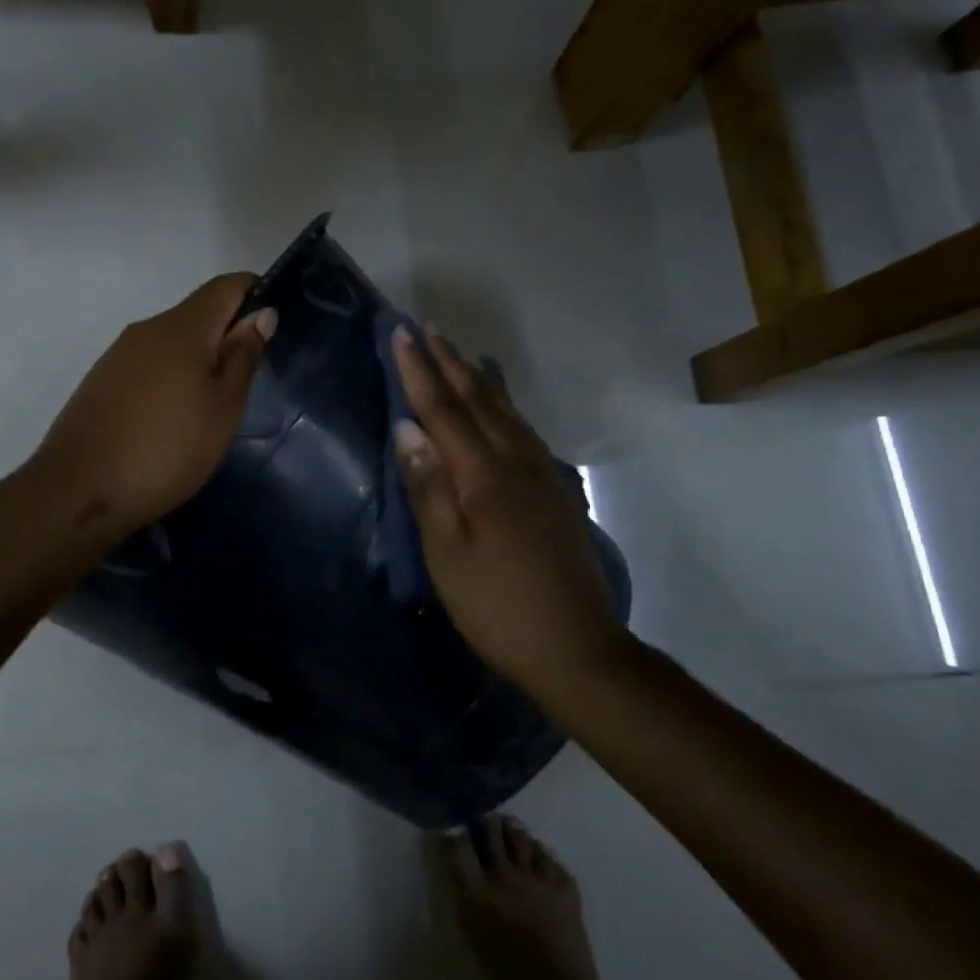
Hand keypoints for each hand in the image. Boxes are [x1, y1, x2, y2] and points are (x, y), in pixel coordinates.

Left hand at [32, 273, 276, 541]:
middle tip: (248, 381)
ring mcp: (119, 353)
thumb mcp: (222, 409)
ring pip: (172, 341)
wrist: (79, 490)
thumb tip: (262, 313)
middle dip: (228, 334)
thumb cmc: (166, 450)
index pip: (226, 286)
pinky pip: (149, 363)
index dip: (255, 294)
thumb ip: (242, 357)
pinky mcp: (102, 379)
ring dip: (199, 359)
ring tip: (212, 405)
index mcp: (182, 327)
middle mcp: (147, 328)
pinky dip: (172, 376)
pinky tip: (174, 416)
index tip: (272, 330)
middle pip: (198, 312)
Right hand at [389, 326, 628, 692]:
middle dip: (448, 363)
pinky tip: (500, 406)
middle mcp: (518, 464)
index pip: (443, 411)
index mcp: (486, 478)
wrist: (579, 649)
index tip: (400, 334)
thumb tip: (406, 429)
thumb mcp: (447, 555)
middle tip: (425, 330)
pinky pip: (524, 431)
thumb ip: (428, 488)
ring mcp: (544, 476)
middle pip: (479, 401)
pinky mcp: (558, 492)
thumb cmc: (498, 606)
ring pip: (506, 412)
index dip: (419, 372)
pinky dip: (505, 405)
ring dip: (477, 378)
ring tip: (457, 353)